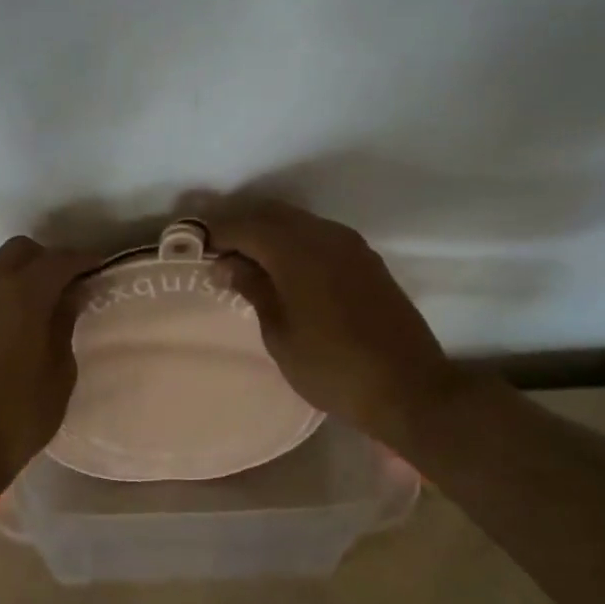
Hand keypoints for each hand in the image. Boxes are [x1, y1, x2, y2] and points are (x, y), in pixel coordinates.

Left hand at [0, 236, 101, 482]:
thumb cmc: (17, 414)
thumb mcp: (59, 372)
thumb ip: (64, 324)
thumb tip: (68, 297)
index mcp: (21, 292)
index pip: (59, 260)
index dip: (83, 260)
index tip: (100, 268)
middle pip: (21, 251)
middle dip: (49, 260)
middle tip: (71, 287)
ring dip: (22, 275)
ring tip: (44, 306)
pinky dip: (2, 292)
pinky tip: (16, 323)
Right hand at [210, 201, 464, 454]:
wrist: (410, 388)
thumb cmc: (332, 368)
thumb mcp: (280, 334)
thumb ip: (253, 289)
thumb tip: (226, 264)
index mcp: (297, 251)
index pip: (246, 226)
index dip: (217, 232)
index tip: (194, 245)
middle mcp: (325, 236)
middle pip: (272, 214)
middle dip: (241, 226)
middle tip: (216, 249)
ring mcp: (351, 246)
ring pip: (298, 222)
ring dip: (268, 233)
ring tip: (245, 260)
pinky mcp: (367, 261)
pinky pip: (320, 236)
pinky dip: (294, 243)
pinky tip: (283, 268)